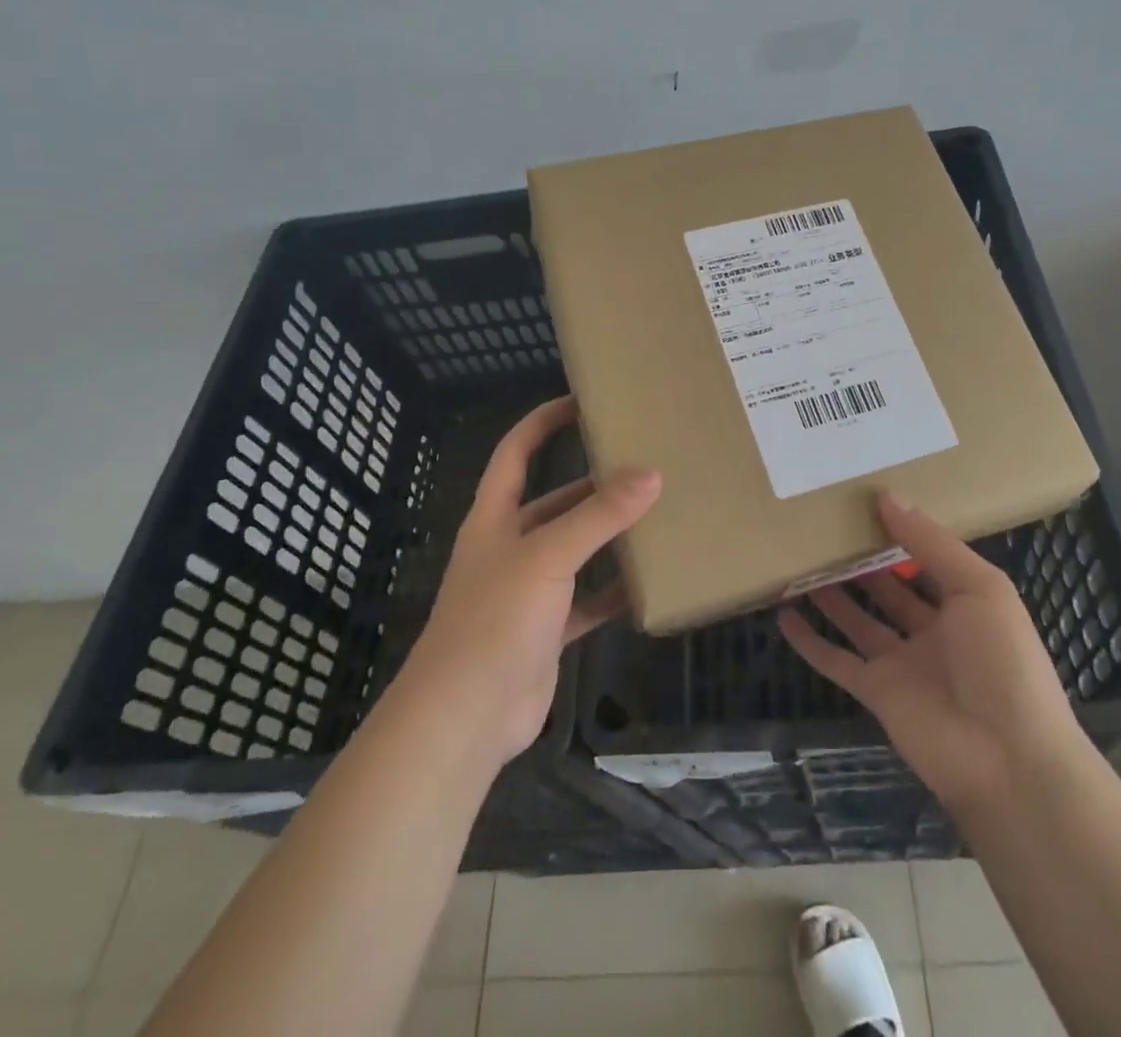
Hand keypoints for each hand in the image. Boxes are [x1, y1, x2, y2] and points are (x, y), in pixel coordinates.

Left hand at [403, 397, 659, 762]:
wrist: (465, 717)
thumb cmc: (495, 620)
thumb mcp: (547, 557)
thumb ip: (598, 516)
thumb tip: (651, 475)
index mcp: (495, 518)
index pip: (515, 453)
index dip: (542, 422)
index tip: (583, 402)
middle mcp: (509, 547)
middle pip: (554, 502)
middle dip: (592, 484)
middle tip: (642, 465)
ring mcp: (527, 592)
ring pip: (574, 551)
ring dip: (607, 536)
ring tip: (655, 515)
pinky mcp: (545, 631)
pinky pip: (586, 601)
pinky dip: (613, 591)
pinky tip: (648, 582)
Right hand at [778, 493, 1087, 812]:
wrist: (1008, 761)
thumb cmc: (1003, 662)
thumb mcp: (980, 589)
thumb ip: (932, 543)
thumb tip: (886, 496)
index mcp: (965, 603)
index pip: (927, 558)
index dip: (900, 531)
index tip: (863, 501)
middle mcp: (932, 630)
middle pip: (888, 588)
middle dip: (861, 561)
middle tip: (822, 527)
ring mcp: (902, 663)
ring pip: (858, 620)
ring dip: (831, 594)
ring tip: (799, 561)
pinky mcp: (876, 692)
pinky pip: (836, 661)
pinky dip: (809, 641)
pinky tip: (784, 615)